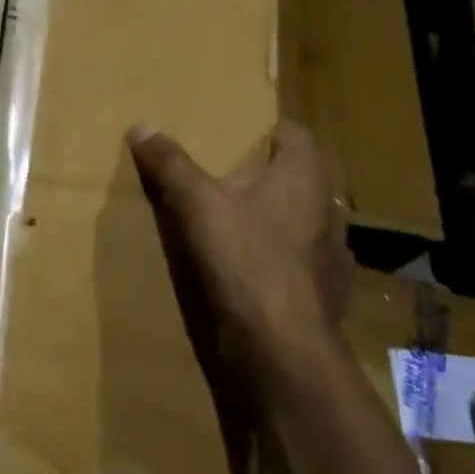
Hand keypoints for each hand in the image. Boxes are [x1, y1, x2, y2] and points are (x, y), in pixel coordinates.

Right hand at [128, 119, 351, 400]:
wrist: (281, 346)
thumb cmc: (245, 259)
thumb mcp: (196, 204)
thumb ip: (171, 164)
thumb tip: (142, 126)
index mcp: (305, 177)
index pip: (296, 134)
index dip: (268, 130)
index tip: (237, 134)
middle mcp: (327, 209)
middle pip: (299, 178)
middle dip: (266, 174)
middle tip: (225, 175)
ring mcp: (332, 254)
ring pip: (302, 220)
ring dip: (274, 217)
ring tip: (235, 221)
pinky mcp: (326, 292)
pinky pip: (300, 261)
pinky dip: (278, 258)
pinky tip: (249, 267)